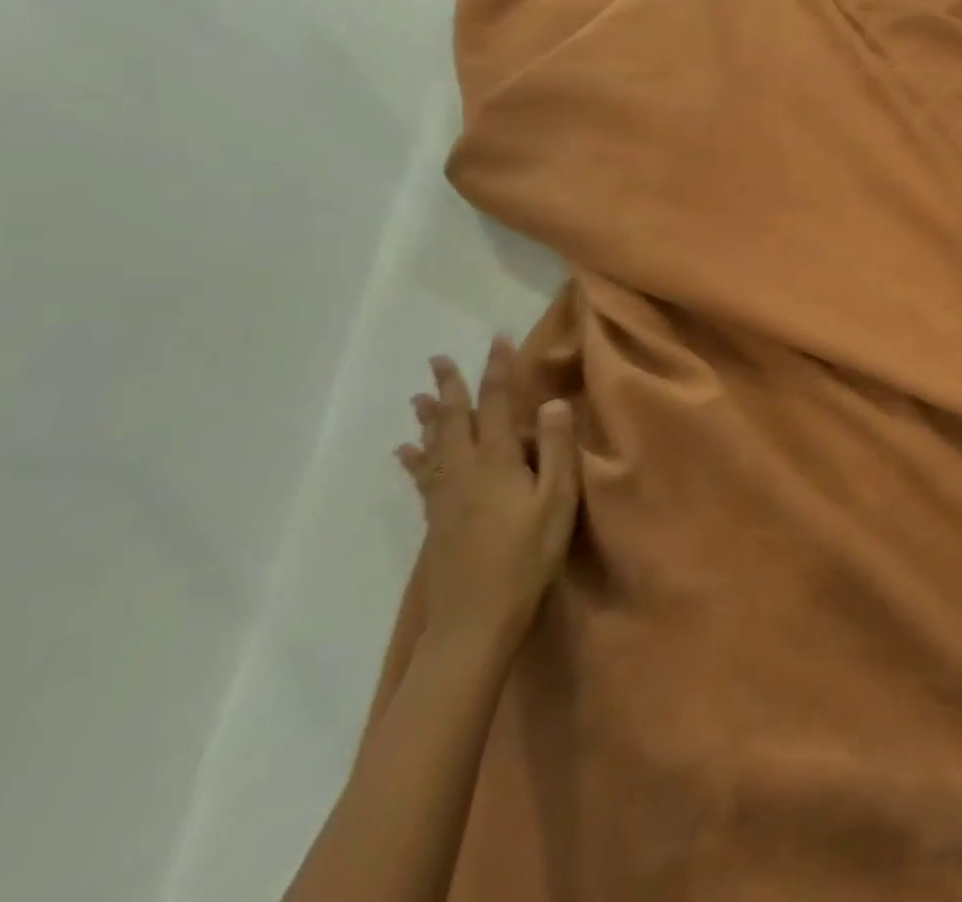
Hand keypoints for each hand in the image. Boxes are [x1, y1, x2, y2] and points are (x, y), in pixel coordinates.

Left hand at [397, 336, 579, 656]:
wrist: (475, 621)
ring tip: (418, 395)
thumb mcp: (556, 502)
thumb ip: (554, 450)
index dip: (497, 371)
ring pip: (433, 444)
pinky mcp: (436, 519)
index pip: (496, 405)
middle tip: (439, 359)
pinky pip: (421, 476)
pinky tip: (405, 451)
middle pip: (454, 420)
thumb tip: (551, 403)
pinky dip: (413, 457)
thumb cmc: (526, 557)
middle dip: (450, 387)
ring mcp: (444, 496)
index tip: (498, 340)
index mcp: (495, 462)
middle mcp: (463, 471)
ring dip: (428, 416)